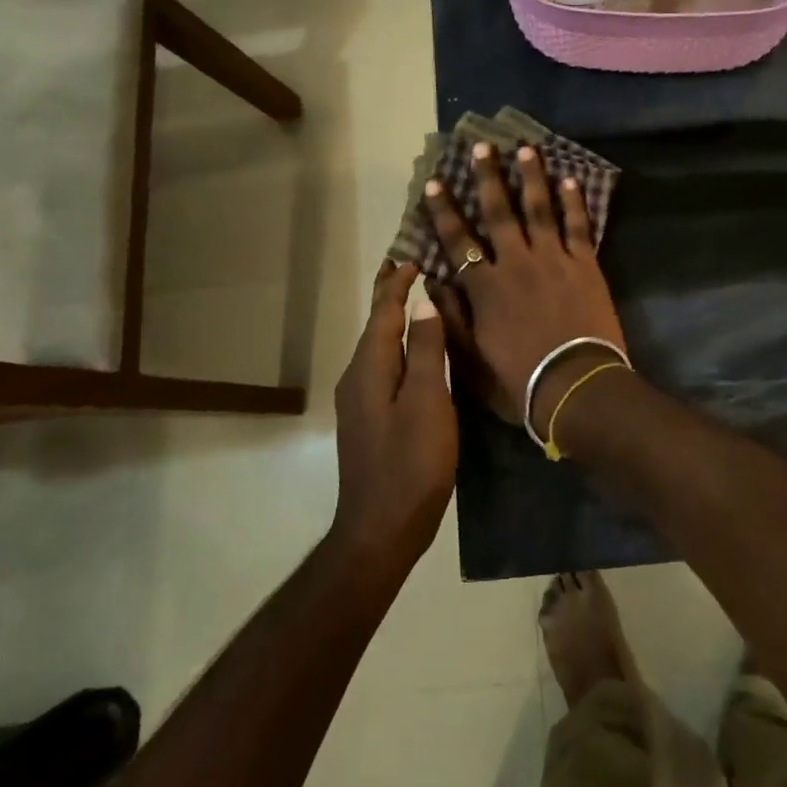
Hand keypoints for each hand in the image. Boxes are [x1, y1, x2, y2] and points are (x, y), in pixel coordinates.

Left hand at [328, 262, 455, 569]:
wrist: (379, 530)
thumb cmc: (411, 464)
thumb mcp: (428, 402)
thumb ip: (427, 351)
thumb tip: (423, 302)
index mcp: (370, 367)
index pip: (383, 311)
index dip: (397, 283)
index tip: (413, 257)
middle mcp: (358, 377)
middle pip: (375, 325)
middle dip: (390, 295)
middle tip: (408, 266)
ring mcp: (360, 400)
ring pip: (379, 346)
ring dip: (395, 320)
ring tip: (418, 300)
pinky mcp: (369, 419)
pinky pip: (383, 366)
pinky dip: (398, 346)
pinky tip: (416, 352)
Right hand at [422, 144, 626, 431]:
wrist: (575, 385)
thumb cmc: (519, 380)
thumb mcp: (470, 359)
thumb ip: (450, 318)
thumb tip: (432, 282)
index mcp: (485, 286)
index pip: (457, 241)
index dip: (444, 211)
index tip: (435, 183)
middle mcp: (515, 262)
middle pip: (498, 212)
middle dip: (488, 177)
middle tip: (482, 147)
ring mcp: (553, 259)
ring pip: (539, 208)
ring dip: (531, 177)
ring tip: (526, 149)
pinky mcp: (585, 264)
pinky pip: (578, 226)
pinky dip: (574, 202)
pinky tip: (570, 179)